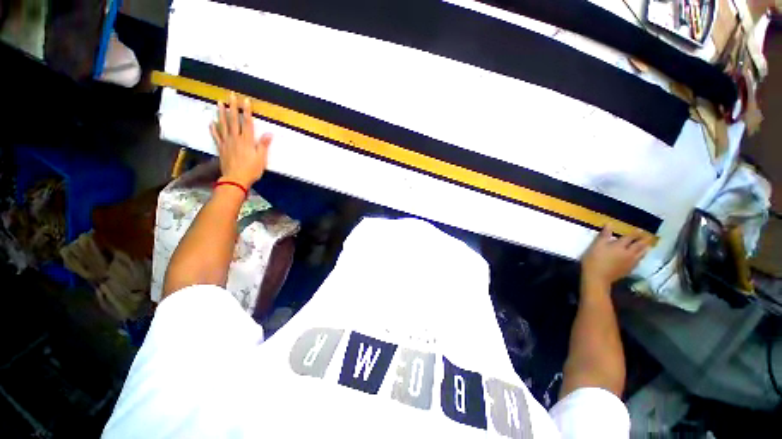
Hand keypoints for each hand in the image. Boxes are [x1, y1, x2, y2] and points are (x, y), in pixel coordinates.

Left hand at [210, 93, 272, 187]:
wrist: (235, 179)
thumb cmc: (251, 170)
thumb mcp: (261, 159)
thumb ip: (263, 145)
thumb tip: (269, 133)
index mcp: (247, 141)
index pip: (247, 123)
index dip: (246, 111)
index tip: (245, 100)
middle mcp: (235, 138)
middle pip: (233, 120)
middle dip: (233, 107)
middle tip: (230, 96)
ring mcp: (226, 142)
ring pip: (223, 125)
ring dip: (221, 113)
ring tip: (219, 103)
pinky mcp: (221, 148)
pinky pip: (216, 136)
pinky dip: (213, 129)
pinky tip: (211, 123)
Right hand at [580, 225, 652, 287]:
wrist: (597, 277)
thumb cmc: (594, 259)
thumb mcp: (596, 246)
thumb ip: (604, 235)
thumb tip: (609, 223)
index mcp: (620, 246)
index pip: (630, 237)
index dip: (635, 233)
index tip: (640, 229)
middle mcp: (628, 253)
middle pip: (639, 246)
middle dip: (644, 240)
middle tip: (649, 236)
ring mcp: (630, 262)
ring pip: (641, 254)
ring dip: (645, 249)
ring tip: (648, 246)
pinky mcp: (629, 270)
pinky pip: (638, 261)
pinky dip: (641, 257)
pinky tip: (640, 258)